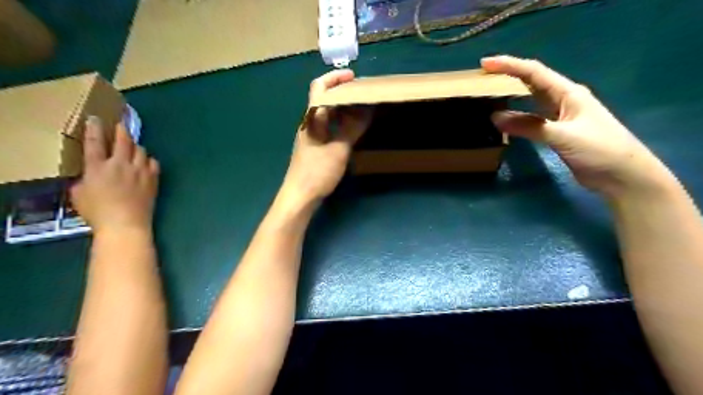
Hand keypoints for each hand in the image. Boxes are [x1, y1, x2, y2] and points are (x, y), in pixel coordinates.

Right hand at [70, 116, 159, 233]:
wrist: (126, 223)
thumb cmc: (98, 212)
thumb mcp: (78, 195)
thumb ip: (84, 180)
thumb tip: (90, 175)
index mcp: (97, 167)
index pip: (94, 142)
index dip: (94, 128)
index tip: (95, 119)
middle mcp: (120, 164)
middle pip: (123, 141)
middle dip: (121, 130)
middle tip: (121, 125)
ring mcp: (139, 171)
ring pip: (140, 150)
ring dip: (136, 146)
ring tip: (133, 146)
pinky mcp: (153, 179)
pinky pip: (153, 163)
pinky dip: (149, 160)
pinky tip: (146, 162)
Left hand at [279, 69, 369, 207]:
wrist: (299, 196)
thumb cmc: (317, 171)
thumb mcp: (338, 149)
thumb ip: (352, 129)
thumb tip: (366, 110)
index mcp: (312, 118)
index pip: (319, 88)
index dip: (335, 78)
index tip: (353, 77)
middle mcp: (309, 123)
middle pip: (324, 100)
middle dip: (342, 93)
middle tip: (362, 94)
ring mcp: (311, 136)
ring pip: (327, 115)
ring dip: (343, 109)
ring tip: (361, 109)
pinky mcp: (314, 147)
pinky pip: (328, 128)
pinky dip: (340, 124)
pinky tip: (352, 130)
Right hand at [482, 54, 671, 196]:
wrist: (622, 175)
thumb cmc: (599, 150)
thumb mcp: (563, 136)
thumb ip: (529, 126)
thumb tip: (495, 117)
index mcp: (568, 93)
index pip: (534, 72)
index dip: (509, 65)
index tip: (485, 63)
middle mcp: (563, 100)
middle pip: (532, 81)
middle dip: (508, 75)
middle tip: (483, 77)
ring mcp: (560, 116)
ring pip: (531, 99)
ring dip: (512, 94)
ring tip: (490, 92)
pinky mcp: (557, 131)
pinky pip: (532, 117)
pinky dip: (517, 115)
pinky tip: (506, 118)